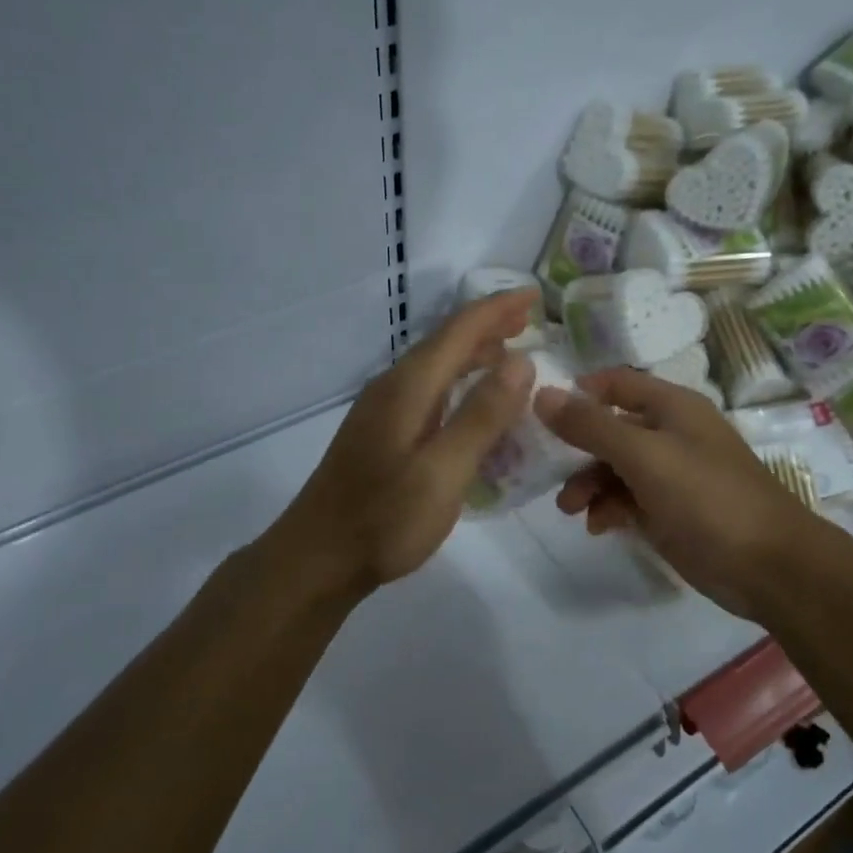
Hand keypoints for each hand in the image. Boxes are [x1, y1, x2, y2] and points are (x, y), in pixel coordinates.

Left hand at [267, 290, 538, 597]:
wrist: (318, 557)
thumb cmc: (384, 518)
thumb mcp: (443, 472)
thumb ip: (481, 416)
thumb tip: (520, 361)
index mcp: (409, 387)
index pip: (460, 331)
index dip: (498, 309)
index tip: (535, 295)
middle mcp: (393, 388)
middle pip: (446, 342)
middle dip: (488, 325)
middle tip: (529, 319)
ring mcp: (383, 410)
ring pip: (435, 366)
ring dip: (473, 352)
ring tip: (509, 352)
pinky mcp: (381, 433)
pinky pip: (428, 389)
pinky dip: (458, 381)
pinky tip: (471, 402)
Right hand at [535, 368, 813, 619]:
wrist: (769, 566)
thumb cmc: (707, 497)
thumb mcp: (643, 456)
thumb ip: (590, 426)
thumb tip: (541, 394)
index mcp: (672, 407)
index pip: (616, 384)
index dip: (580, 392)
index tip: (542, 413)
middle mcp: (670, 434)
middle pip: (610, 428)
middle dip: (578, 450)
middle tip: (548, 473)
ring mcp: (671, 475)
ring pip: (615, 468)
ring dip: (589, 484)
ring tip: (571, 509)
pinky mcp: (670, 512)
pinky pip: (628, 500)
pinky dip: (608, 509)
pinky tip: (598, 526)